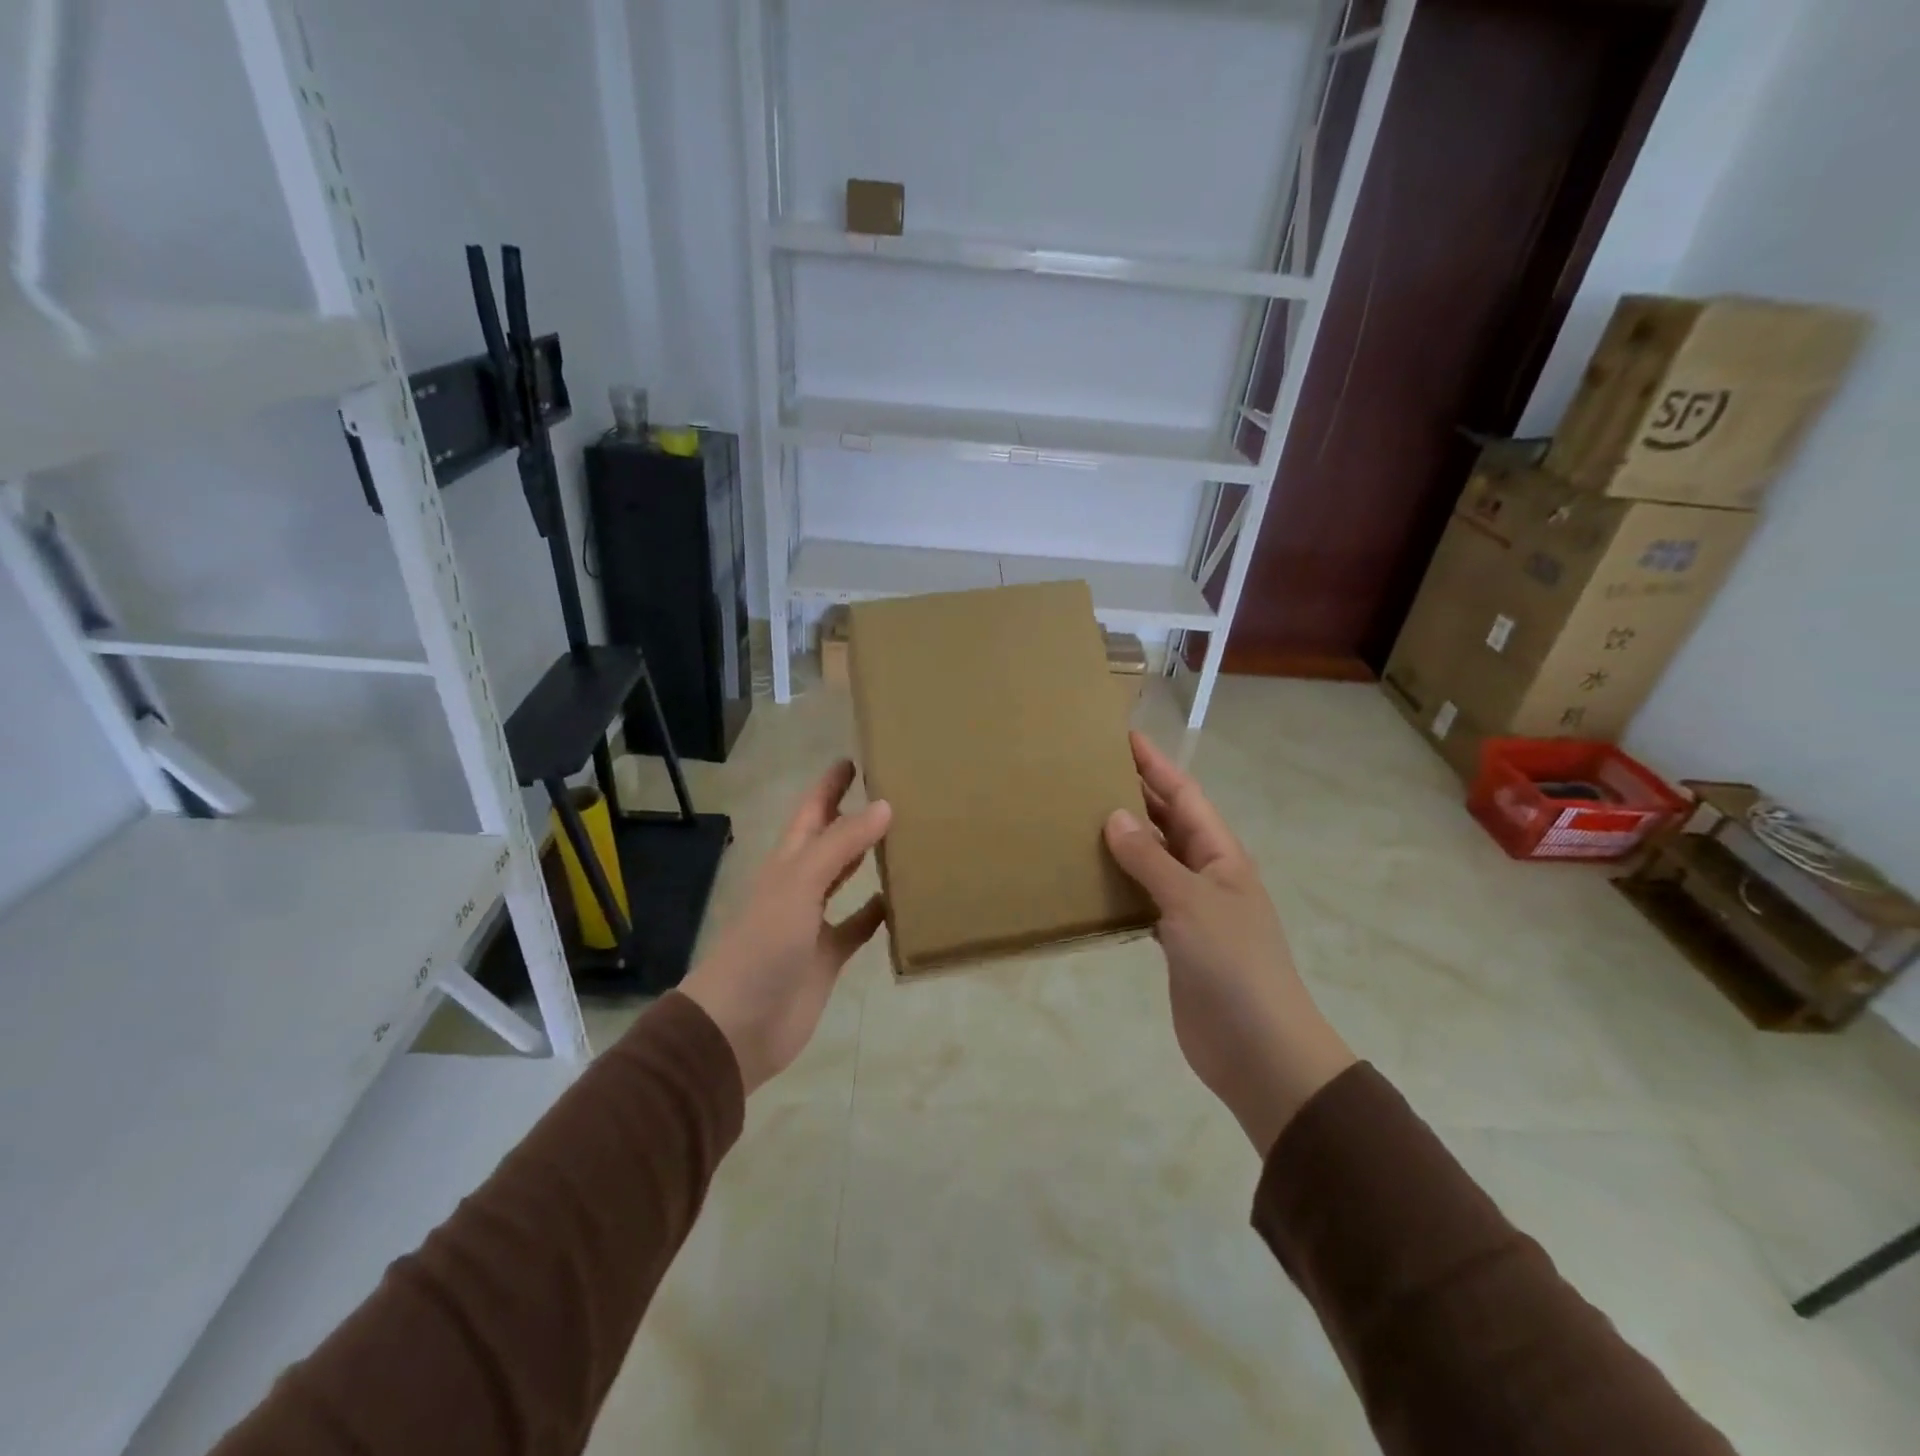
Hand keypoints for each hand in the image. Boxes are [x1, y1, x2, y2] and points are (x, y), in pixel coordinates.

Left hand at [680, 761, 890, 1094]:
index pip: (812, 810)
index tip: (856, 758)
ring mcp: (814, 921)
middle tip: (892, 791)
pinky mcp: (829, 956)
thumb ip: (841, 845)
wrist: (739, 1024)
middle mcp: (801, 885)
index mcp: (788, 861)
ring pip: (846, 879)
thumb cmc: (764, 945)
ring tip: (905, 837)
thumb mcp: (800, 884)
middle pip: (830, 840)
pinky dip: (878, 913)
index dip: (829, 785)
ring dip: (868, 859)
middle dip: (853, 815)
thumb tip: (885, 805)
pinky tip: (902, 901)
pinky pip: (859, 926)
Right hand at [1104, 731, 1354, 1156]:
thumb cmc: (1233, 966)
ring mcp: (1192, 909)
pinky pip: (1144, 897)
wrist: (1259, 1050)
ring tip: (1079, 817)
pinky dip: (1121, 882)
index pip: (1184, 796)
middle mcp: (1207, 874)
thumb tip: (1113, 815)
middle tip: (1087, 773)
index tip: (1121, 737)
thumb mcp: (1192, 903)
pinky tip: (1091, 877)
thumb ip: (1151, 860)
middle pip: (1169, 822)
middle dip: (1136, 795)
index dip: (1155, 765)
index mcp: (1221, 855)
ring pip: (1154, 859)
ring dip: (1124, 839)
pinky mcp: (1176, 941)